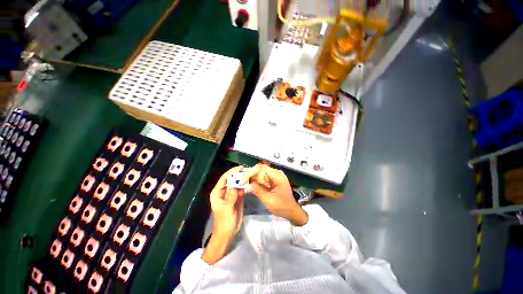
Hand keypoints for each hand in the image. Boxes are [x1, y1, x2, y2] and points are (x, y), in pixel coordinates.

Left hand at [209, 166, 244, 236]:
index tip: (240, 168)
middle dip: (238, 175)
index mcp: (217, 193)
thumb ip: (230, 197)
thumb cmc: (223, 222)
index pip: (224, 179)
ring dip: (243, 180)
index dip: (231, 172)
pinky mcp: (237, 198)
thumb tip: (234, 185)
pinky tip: (251, 183)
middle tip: (247, 170)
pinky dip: (245, 187)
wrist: (227, 233)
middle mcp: (224, 192)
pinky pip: (241, 190)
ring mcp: (231, 195)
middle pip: (231, 180)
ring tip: (251, 175)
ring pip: (237, 184)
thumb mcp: (226, 209)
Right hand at [242, 164, 307, 225]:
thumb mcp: (269, 201)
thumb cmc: (282, 207)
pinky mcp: (273, 178)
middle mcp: (276, 172)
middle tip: (242, 183)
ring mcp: (275, 175)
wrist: (291, 210)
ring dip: (252, 177)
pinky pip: (262, 176)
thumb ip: (257, 191)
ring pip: (260, 171)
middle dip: (250, 175)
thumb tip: (245, 187)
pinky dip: (256, 180)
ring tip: (244, 184)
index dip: (250, 173)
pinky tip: (251, 185)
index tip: (242, 181)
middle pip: (260, 168)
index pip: (261, 168)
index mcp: (277, 176)